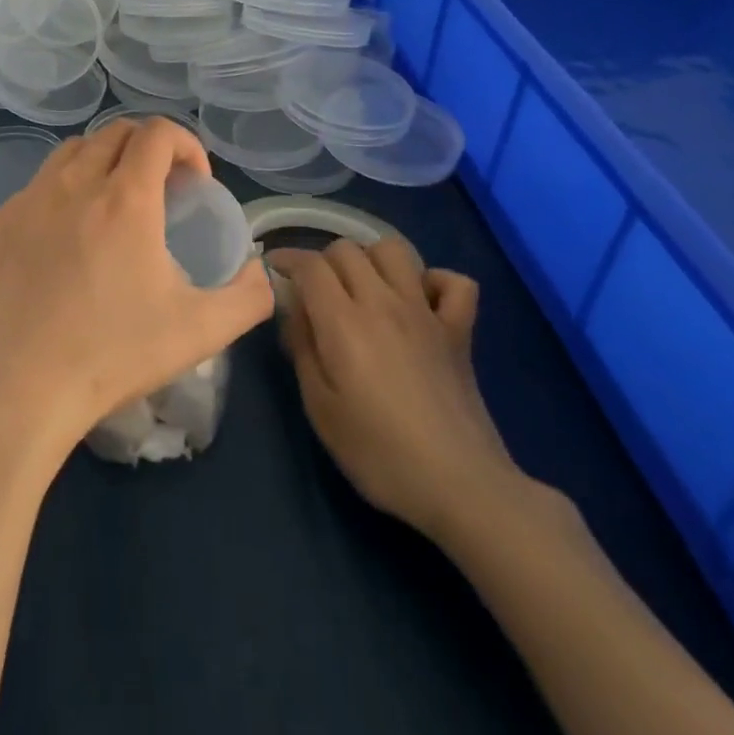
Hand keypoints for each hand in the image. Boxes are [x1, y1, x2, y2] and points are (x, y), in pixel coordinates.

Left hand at [0, 116, 272, 466]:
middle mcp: (72, 184)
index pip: (158, 133)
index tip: (194, 183)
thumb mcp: (202, 331)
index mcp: (125, 199)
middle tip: (158, 191)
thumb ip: (248, 295)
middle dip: (145, 148)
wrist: (18, 389)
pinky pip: (32, 192)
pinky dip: (57, 200)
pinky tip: (59, 247)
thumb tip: (257, 269)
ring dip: (100, 164)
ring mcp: (25, 201)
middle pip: (113, 133)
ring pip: (68, 153)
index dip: (185, 144)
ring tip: (108, 208)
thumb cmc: (113, 355)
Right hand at [266, 238, 519, 541]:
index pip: (310, 265)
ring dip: (371, 259)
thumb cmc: (378, 453)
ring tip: (361, 289)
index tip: (273, 270)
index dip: (286, 259)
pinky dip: (433, 281)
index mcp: (344, 322)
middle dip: (322, 261)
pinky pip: (454, 282)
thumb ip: (301, 348)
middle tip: (314, 292)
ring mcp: (426, 312)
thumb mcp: (319, 407)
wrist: (460, 485)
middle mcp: (384, 303)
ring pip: (394, 250)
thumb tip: (294, 310)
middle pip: (347, 249)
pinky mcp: (459, 330)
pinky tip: (418, 302)